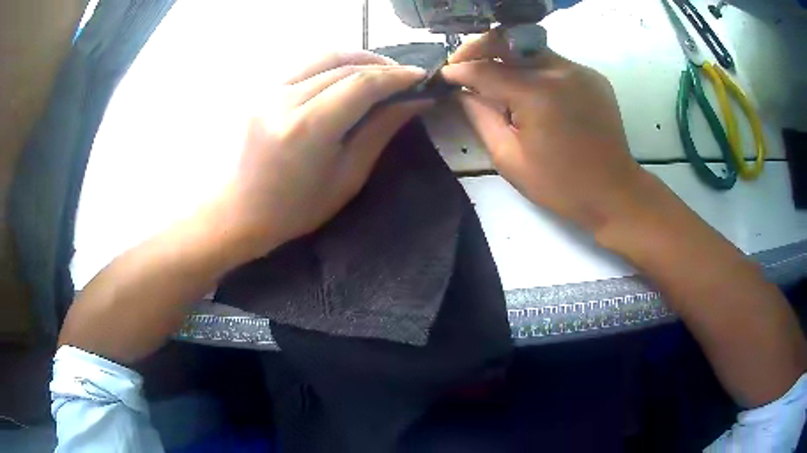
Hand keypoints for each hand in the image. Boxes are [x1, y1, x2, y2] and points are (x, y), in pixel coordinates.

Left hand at [221, 51, 428, 255]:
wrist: (238, 213)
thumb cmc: (294, 210)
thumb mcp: (346, 178)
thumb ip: (380, 131)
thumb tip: (414, 101)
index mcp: (308, 128)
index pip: (361, 84)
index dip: (396, 77)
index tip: (420, 77)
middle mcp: (285, 99)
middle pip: (344, 66)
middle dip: (381, 66)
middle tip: (405, 78)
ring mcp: (269, 91)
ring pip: (324, 58)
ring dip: (358, 59)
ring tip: (380, 73)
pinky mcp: (262, 91)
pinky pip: (305, 66)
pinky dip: (333, 65)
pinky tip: (347, 77)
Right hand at [441, 32, 647, 236]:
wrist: (613, 192)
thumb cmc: (560, 185)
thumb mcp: (509, 158)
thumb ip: (481, 118)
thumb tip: (462, 93)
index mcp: (537, 94)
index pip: (486, 70)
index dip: (460, 70)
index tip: (444, 75)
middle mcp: (560, 71)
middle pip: (508, 43)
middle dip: (479, 50)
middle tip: (462, 65)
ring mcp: (580, 71)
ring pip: (531, 50)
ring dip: (507, 58)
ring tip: (493, 77)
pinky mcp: (592, 76)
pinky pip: (553, 62)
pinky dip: (533, 68)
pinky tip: (528, 88)